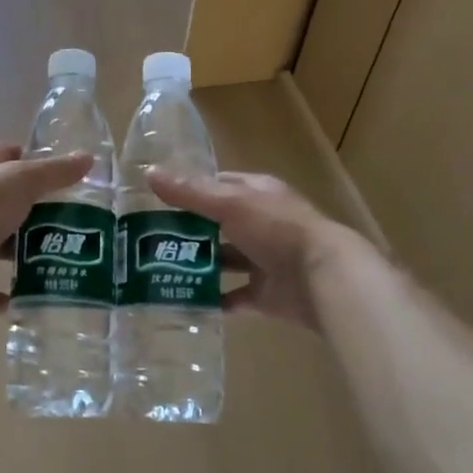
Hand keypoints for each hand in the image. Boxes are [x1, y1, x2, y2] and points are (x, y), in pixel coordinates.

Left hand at [0, 142, 94, 316]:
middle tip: (70, 219)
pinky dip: (10, 294)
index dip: (28, 158)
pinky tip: (35, 296)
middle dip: (32, 210)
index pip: (2, 155)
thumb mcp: (22, 181)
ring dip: (22, 252)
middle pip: (3, 203)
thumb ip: (55, 172)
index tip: (58, 171)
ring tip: (61, 257)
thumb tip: (87, 158)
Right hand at [146, 170, 355, 331]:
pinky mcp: (267, 294)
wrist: (323, 278)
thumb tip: (149, 172)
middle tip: (150, 239)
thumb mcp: (229, 204)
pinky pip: (234, 297)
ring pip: (226, 260)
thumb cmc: (277, 229)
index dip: (191, 190)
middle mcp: (262, 224)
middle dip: (189, 231)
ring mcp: (266, 260)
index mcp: (258, 195)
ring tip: (160, 270)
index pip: (219, 185)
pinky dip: (214, 300)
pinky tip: (186, 301)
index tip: (158, 199)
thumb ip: (190, 192)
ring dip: (200, 265)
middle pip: (219, 224)